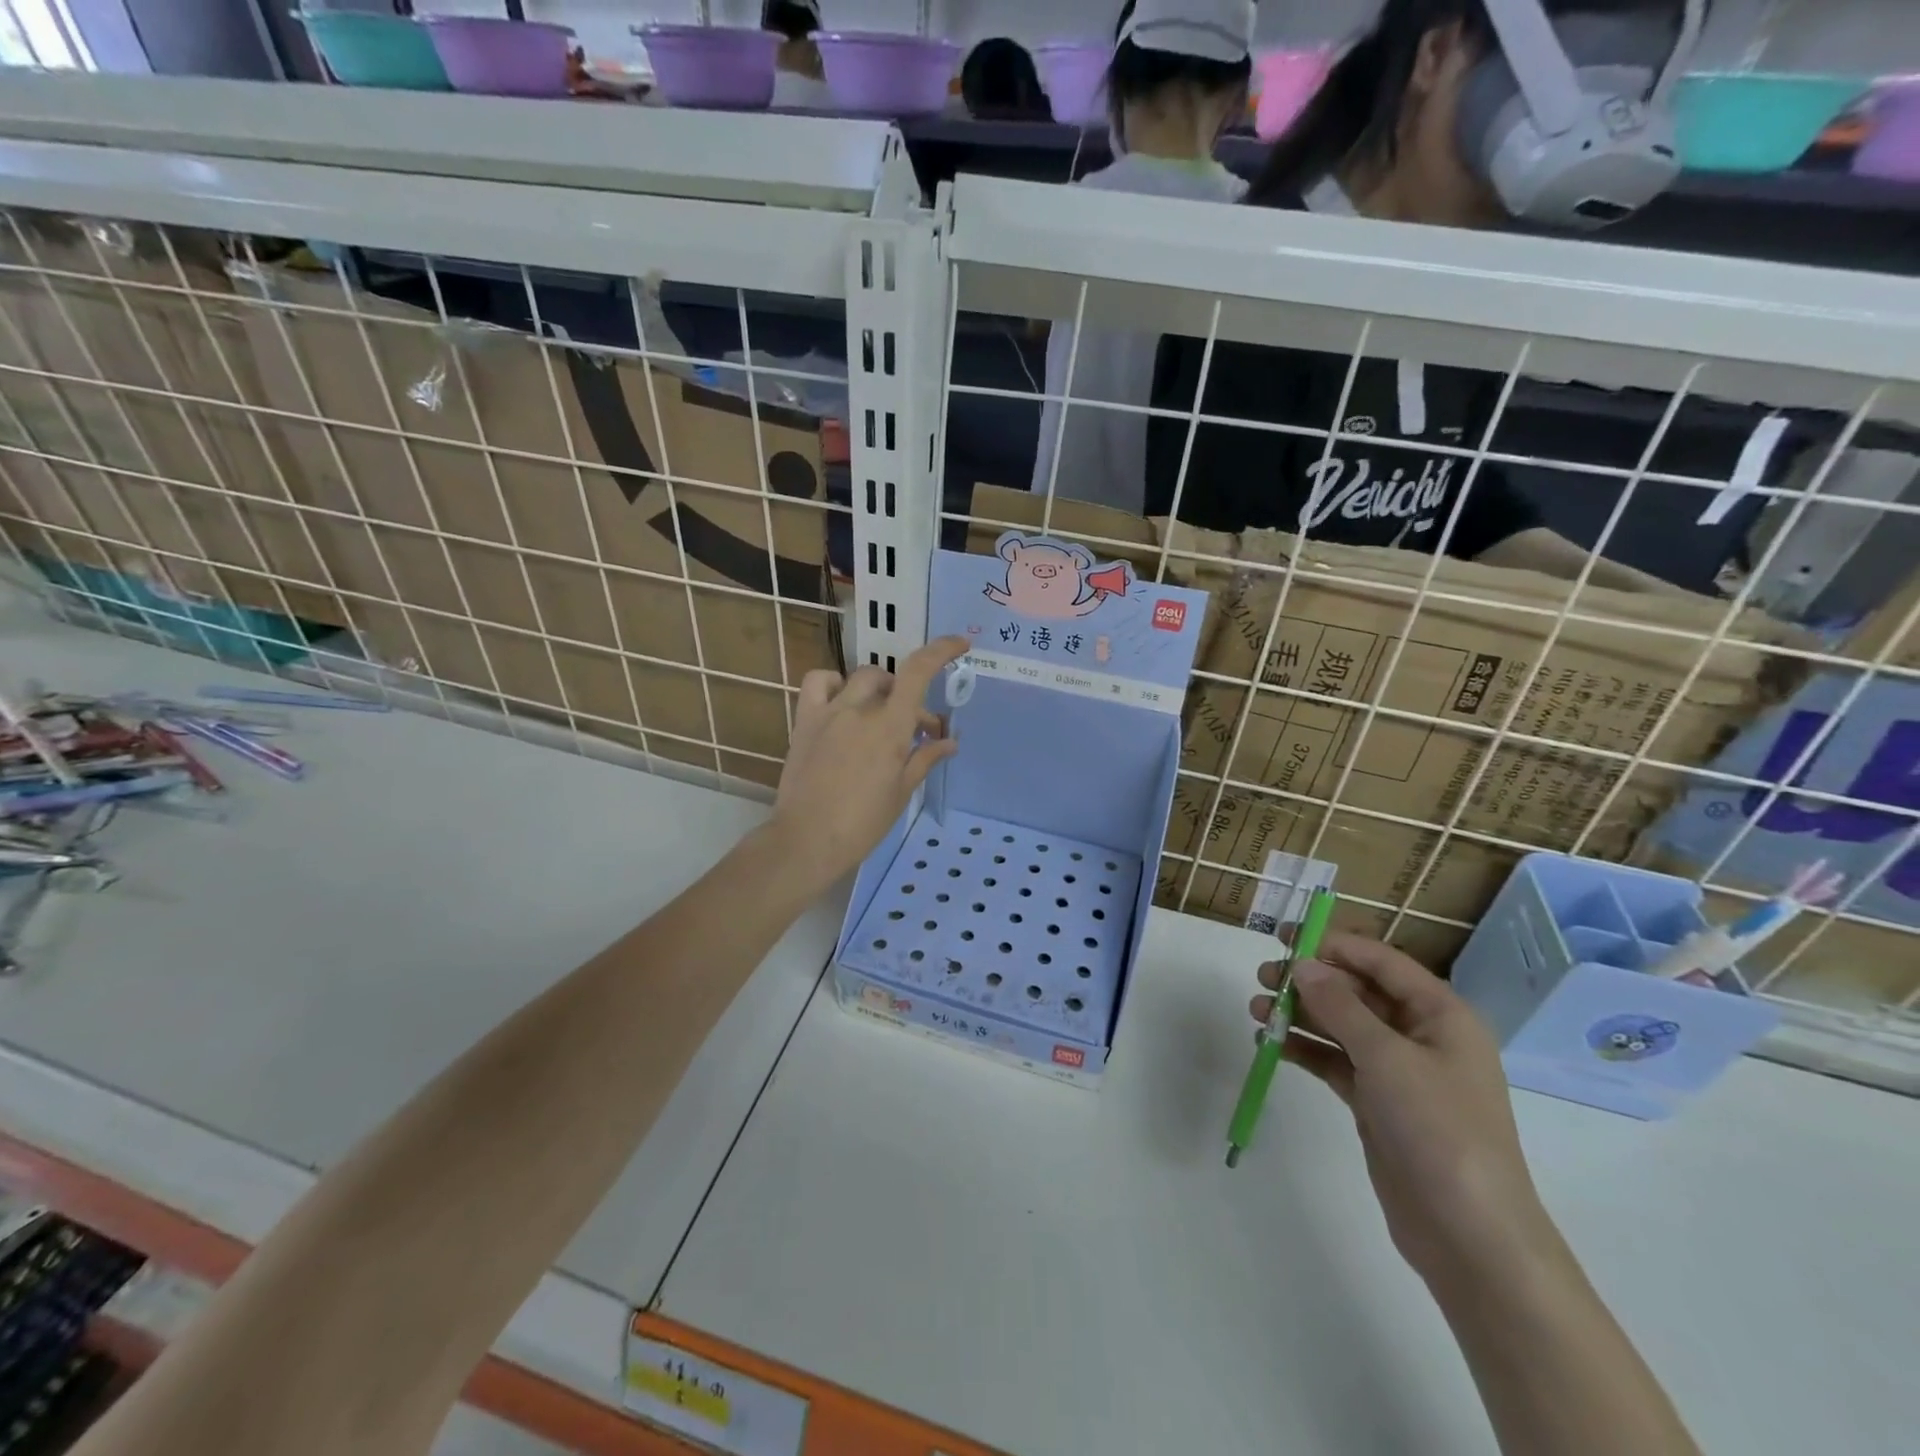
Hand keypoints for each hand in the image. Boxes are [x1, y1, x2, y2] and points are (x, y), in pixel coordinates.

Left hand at [769, 637, 966, 888]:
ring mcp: (829, 712)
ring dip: (878, 689)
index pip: (918, 673)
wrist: (808, 840)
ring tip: (880, 713)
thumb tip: (949, 742)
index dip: (941, 651)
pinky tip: (841, 704)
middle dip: (910, 698)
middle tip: (917, 730)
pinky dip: (834, 684)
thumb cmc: (863, 823)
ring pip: (859, 678)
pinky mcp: (805, 721)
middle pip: (892, 680)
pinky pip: (818, 682)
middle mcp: (860, 709)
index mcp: (890, 727)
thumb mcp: (901, 791)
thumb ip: (925, 758)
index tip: (959, 644)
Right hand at [1252, 933, 1563, 1290]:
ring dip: (1301, 1015)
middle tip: (1263, 978)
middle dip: (1310, 981)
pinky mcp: (1378, 1103)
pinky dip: (1306, 1050)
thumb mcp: (1387, 1057)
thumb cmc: (1439, 1129)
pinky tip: (1273, 1044)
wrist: (1469, 1234)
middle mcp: (1421, 1035)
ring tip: (1257, 1011)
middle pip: (1357, 992)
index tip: (1284, 937)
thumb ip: (1340, 1006)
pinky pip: (1336, 1061)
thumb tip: (1302, 965)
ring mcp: (1399, 1071)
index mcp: (1440, 1014)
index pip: (1381, 962)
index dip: (1333, 944)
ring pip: (1341, 1026)